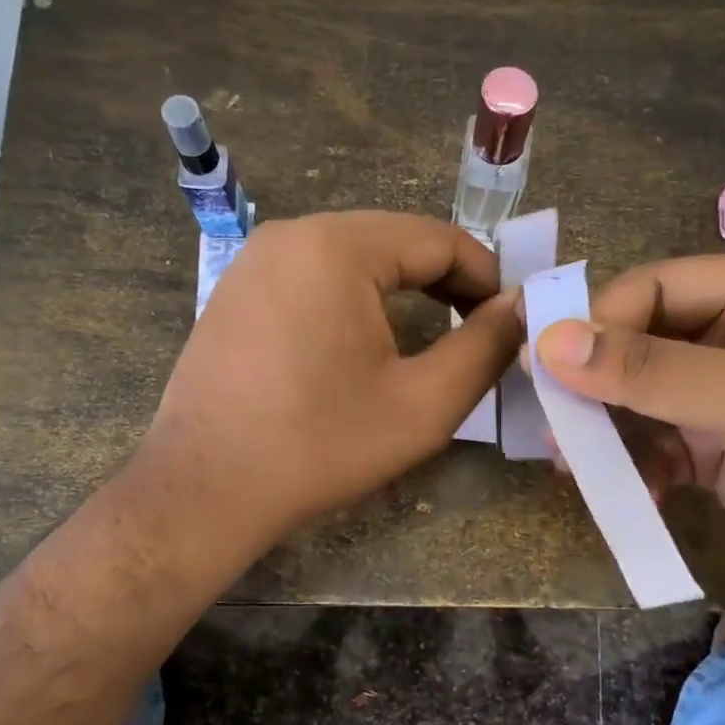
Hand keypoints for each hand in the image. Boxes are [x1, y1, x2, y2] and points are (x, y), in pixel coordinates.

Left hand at [136, 211, 520, 550]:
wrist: (204, 491)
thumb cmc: (320, 446)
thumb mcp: (423, 404)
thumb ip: (484, 346)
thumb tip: (520, 306)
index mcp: (336, 246)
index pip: (438, 239)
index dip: (487, 276)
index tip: (511, 319)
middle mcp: (290, 234)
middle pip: (394, 241)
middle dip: (445, 282)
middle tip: (479, 330)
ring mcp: (255, 260)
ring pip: (354, 257)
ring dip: (402, 290)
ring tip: (433, 336)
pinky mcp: (236, 290)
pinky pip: (314, 277)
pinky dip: (355, 299)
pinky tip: (367, 342)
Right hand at [533, 254, 724, 604]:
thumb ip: (650, 371)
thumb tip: (548, 344)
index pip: (652, 288)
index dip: (599, 322)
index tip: (549, 367)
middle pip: (634, 340)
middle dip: (594, 382)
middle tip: (552, 421)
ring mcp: (714, 391)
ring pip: (632, 394)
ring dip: (602, 427)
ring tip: (572, 461)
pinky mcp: (704, 443)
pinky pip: (646, 440)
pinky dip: (629, 463)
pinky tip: (629, 489)